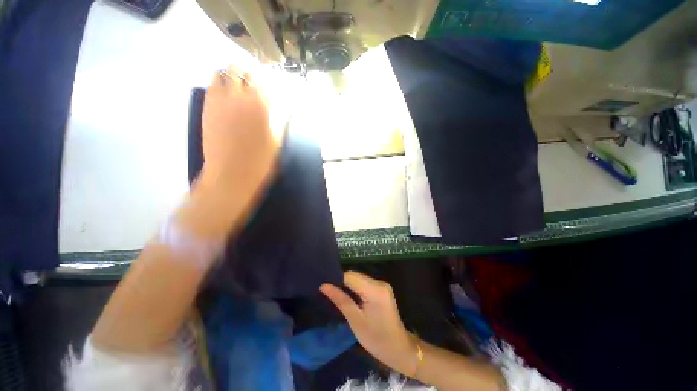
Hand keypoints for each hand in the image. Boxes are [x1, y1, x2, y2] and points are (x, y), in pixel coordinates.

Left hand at [198, 65, 282, 195]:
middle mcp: (239, 97)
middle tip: (252, 83)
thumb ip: (281, 122)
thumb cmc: (260, 162)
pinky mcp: (207, 108)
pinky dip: (218, 84)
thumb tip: (286, 110)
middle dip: (247, 73)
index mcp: (261, 106)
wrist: (231, 174)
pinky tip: (224, 94)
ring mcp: (220, 101)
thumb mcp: (278, 143)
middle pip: (241, 70)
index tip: (268, 82)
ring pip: (222, 73)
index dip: (266, 79)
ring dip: (231, 75)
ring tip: (237, 85)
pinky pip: (211, 86)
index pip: (263, 80)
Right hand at [321, 271, 417, 375]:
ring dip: (349, 286)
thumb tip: (323, 285)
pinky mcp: (382, 289)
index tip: (324, 286)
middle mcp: (380, 282)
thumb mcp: (355, 320)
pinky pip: (365, 284)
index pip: (350, 276)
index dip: (337, 279)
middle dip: (342, 282)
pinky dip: (356, 289)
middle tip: (328, 292)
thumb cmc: (376, 339)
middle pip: (356, 276)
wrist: (399, 349)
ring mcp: (382, 285)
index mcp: (375, 290)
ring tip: (336, 294)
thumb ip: (340, 299)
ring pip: (360, 279)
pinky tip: (350, 297)